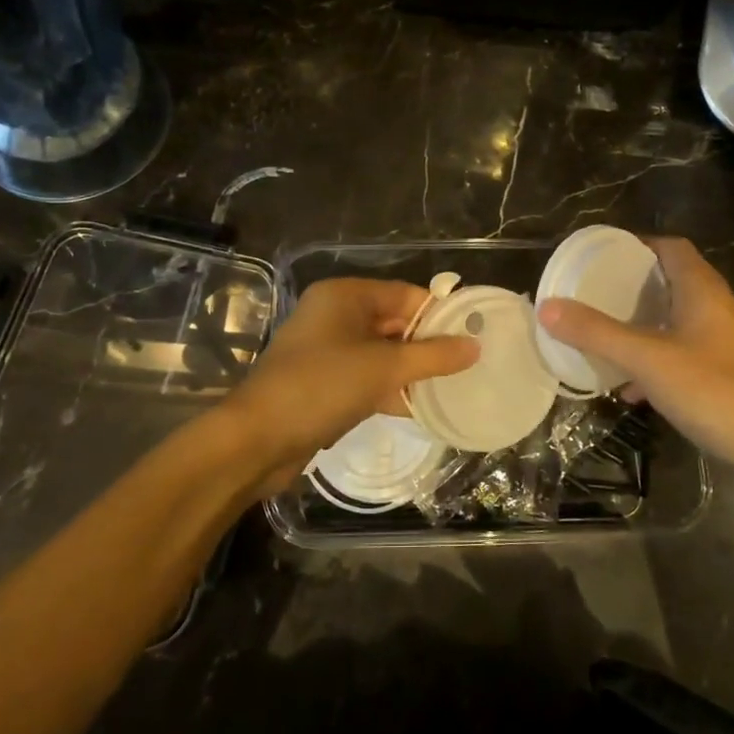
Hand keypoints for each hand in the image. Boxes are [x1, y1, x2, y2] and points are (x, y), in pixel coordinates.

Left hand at [225, 278, 477, 491]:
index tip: (473, 337)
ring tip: (451, 388)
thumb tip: (475, 345)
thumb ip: (433, 355)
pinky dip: (388, 389)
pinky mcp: (322, 382)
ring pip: (381, 353)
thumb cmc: (322, 386)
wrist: (258, 438)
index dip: (439, 314)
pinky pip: (365, 377)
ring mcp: (326, 350)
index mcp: (344, 296)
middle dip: (427, 345)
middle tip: (468, 366)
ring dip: (410, 370)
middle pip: (393, 323)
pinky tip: (417, 408)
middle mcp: (334, 315)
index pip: (405, 295)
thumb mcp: (384, 368)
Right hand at [536, 237, 733, 483]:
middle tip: (593, 293)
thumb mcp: (648, 360)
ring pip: (675, 321)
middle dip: (632, 286)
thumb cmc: (716, 391)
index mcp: (702, 291)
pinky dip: (654, 360)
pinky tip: (631, 387)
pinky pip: (681, 354)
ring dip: (641, 325)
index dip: (638, 245)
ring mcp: (724, 344)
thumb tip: (548, 306)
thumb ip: (597, 333)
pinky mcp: (726, 375)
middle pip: (671, 282)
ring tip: (603, 334)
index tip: (601, 255)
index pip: (671, 247)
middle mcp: (716, 309)